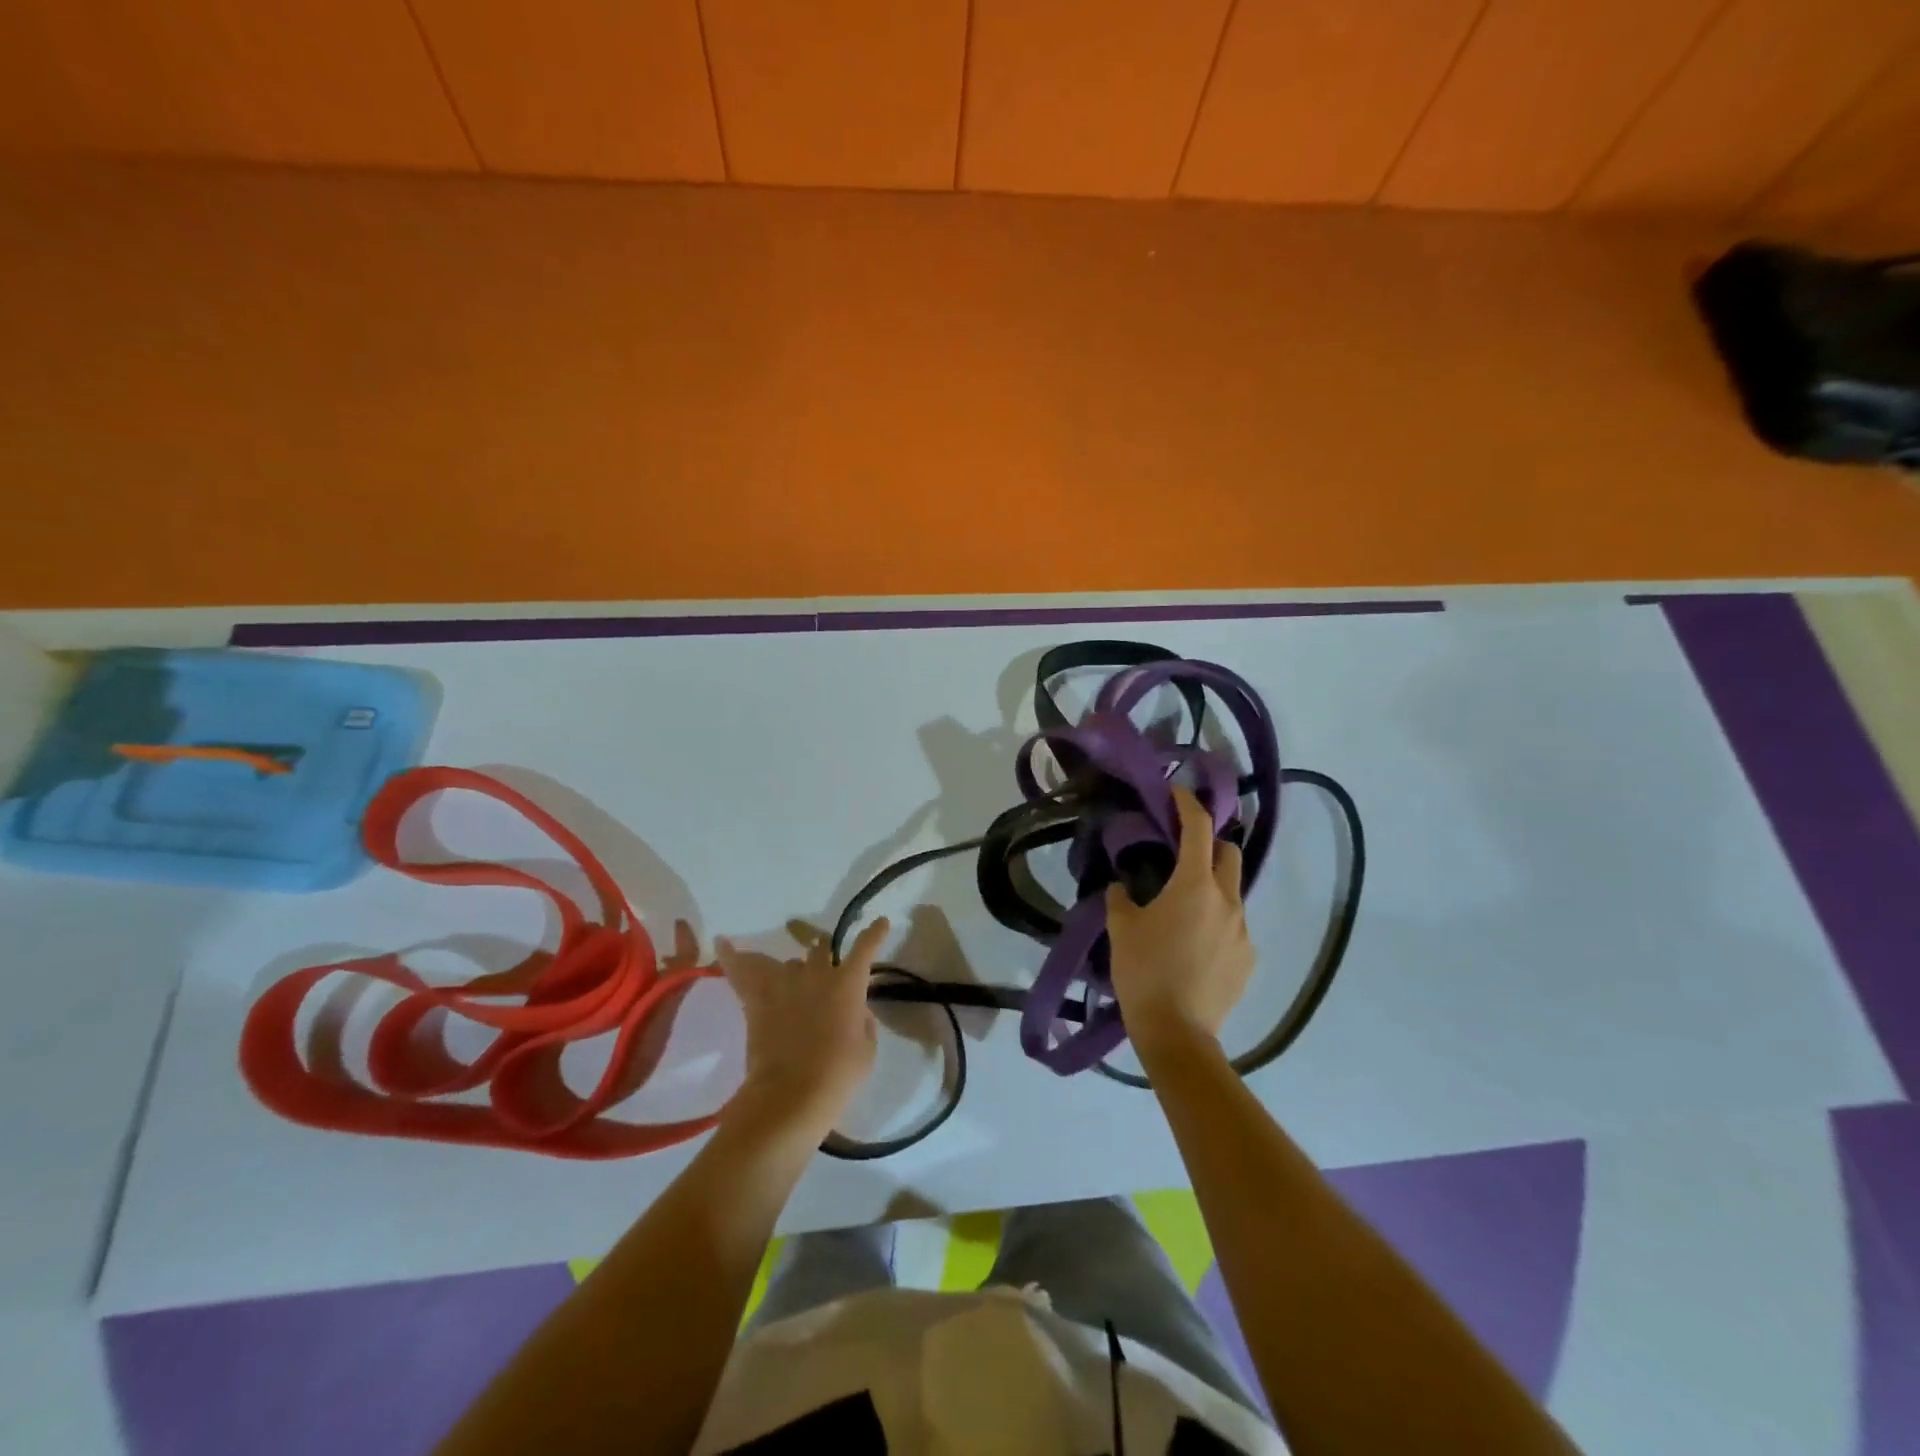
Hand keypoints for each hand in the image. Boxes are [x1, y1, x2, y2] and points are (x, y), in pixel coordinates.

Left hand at [715, 919, 888, 1144]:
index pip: (865, 948)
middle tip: (825, 965)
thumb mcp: (866, 1050)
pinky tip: (722, 943)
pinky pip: (743, 971)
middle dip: (824, 954)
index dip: (874, 934)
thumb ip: (863, 1023)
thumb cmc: (838, 1074)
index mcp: (848, 983)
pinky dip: (733, 957)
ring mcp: (785, 984)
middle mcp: (817, 974)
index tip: (881, 923)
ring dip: (795, 969)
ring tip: (793, 979)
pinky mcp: (758, 1000)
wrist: (791, 1093)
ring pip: (789, 962)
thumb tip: (856, 1012)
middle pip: (820, 949)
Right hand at [1105, 787, 1252, 1058]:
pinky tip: (1195, 944)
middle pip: (1228, 853)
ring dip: (1212, 886)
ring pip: (1232, 892)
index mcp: (1195, 885)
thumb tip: (1123, 887)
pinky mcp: (1248, 959)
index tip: (1176, 792)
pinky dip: (1217, 921)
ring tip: (1184, 907)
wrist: (1176, 1033)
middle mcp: (1228, 900)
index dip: (1187, 804)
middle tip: (1182, 851)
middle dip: (1209, 843)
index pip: (1198, 828)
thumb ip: (1121, 898)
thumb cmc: (1144, 971)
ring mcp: (1243, 931)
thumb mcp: (1121, 928)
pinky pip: (1235, 926)